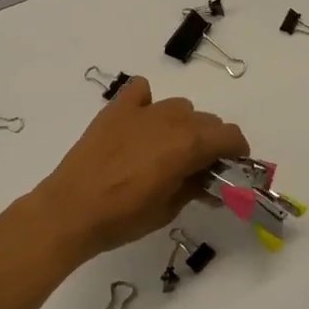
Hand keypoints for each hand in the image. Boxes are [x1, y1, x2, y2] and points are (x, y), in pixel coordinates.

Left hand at [29, 78, 248, 262]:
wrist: (71, 209)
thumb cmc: (125, 216)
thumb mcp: (170, 209)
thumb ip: (195, 187)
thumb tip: (209, 182)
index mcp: (190, 144)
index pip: (230, 136)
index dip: (237, 152)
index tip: (232, 168)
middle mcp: (172, 119)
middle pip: (207, 121)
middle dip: (210, 142)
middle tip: (198, 167)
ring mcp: (143, 110)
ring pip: (179, 107)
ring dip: (183, 125)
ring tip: (167, 149)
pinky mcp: (117, 108)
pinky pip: (141, 91)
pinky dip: (147, 102)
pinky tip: (140, 123)